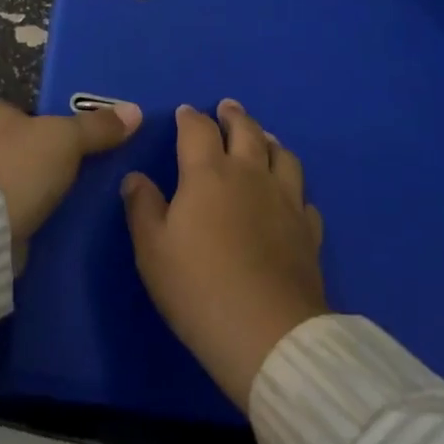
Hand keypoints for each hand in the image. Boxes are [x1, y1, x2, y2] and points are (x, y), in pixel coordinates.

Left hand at [0, 98, 141, 243]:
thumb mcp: (69, 139)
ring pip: (0, 176)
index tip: (64, 142)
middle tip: (62, 172)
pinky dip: (11, 212)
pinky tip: (34, 223)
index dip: (41, 124)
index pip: (18, 111)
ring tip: (52, 201)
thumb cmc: (21, 166)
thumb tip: (134, 111)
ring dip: (20, 186)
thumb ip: (98, 126)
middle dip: (30, 156)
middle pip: (8, 143)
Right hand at [121, 100, 326, 413]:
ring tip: (263, 139)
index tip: (184, 113)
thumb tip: (135, 177)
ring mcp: (285, 200)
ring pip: (282, 155)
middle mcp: (250, 174)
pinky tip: (290, 197)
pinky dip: (294, 189)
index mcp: (208, 173)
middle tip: (228, 108)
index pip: (198, 129)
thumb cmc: (200, 289)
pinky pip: (303, 197)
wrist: (269, 335)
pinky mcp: (308, 230)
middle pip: (246, 130)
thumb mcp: (153, 251)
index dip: (190, 117)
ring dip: (269, 141)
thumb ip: (142, 208)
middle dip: (234, 115)